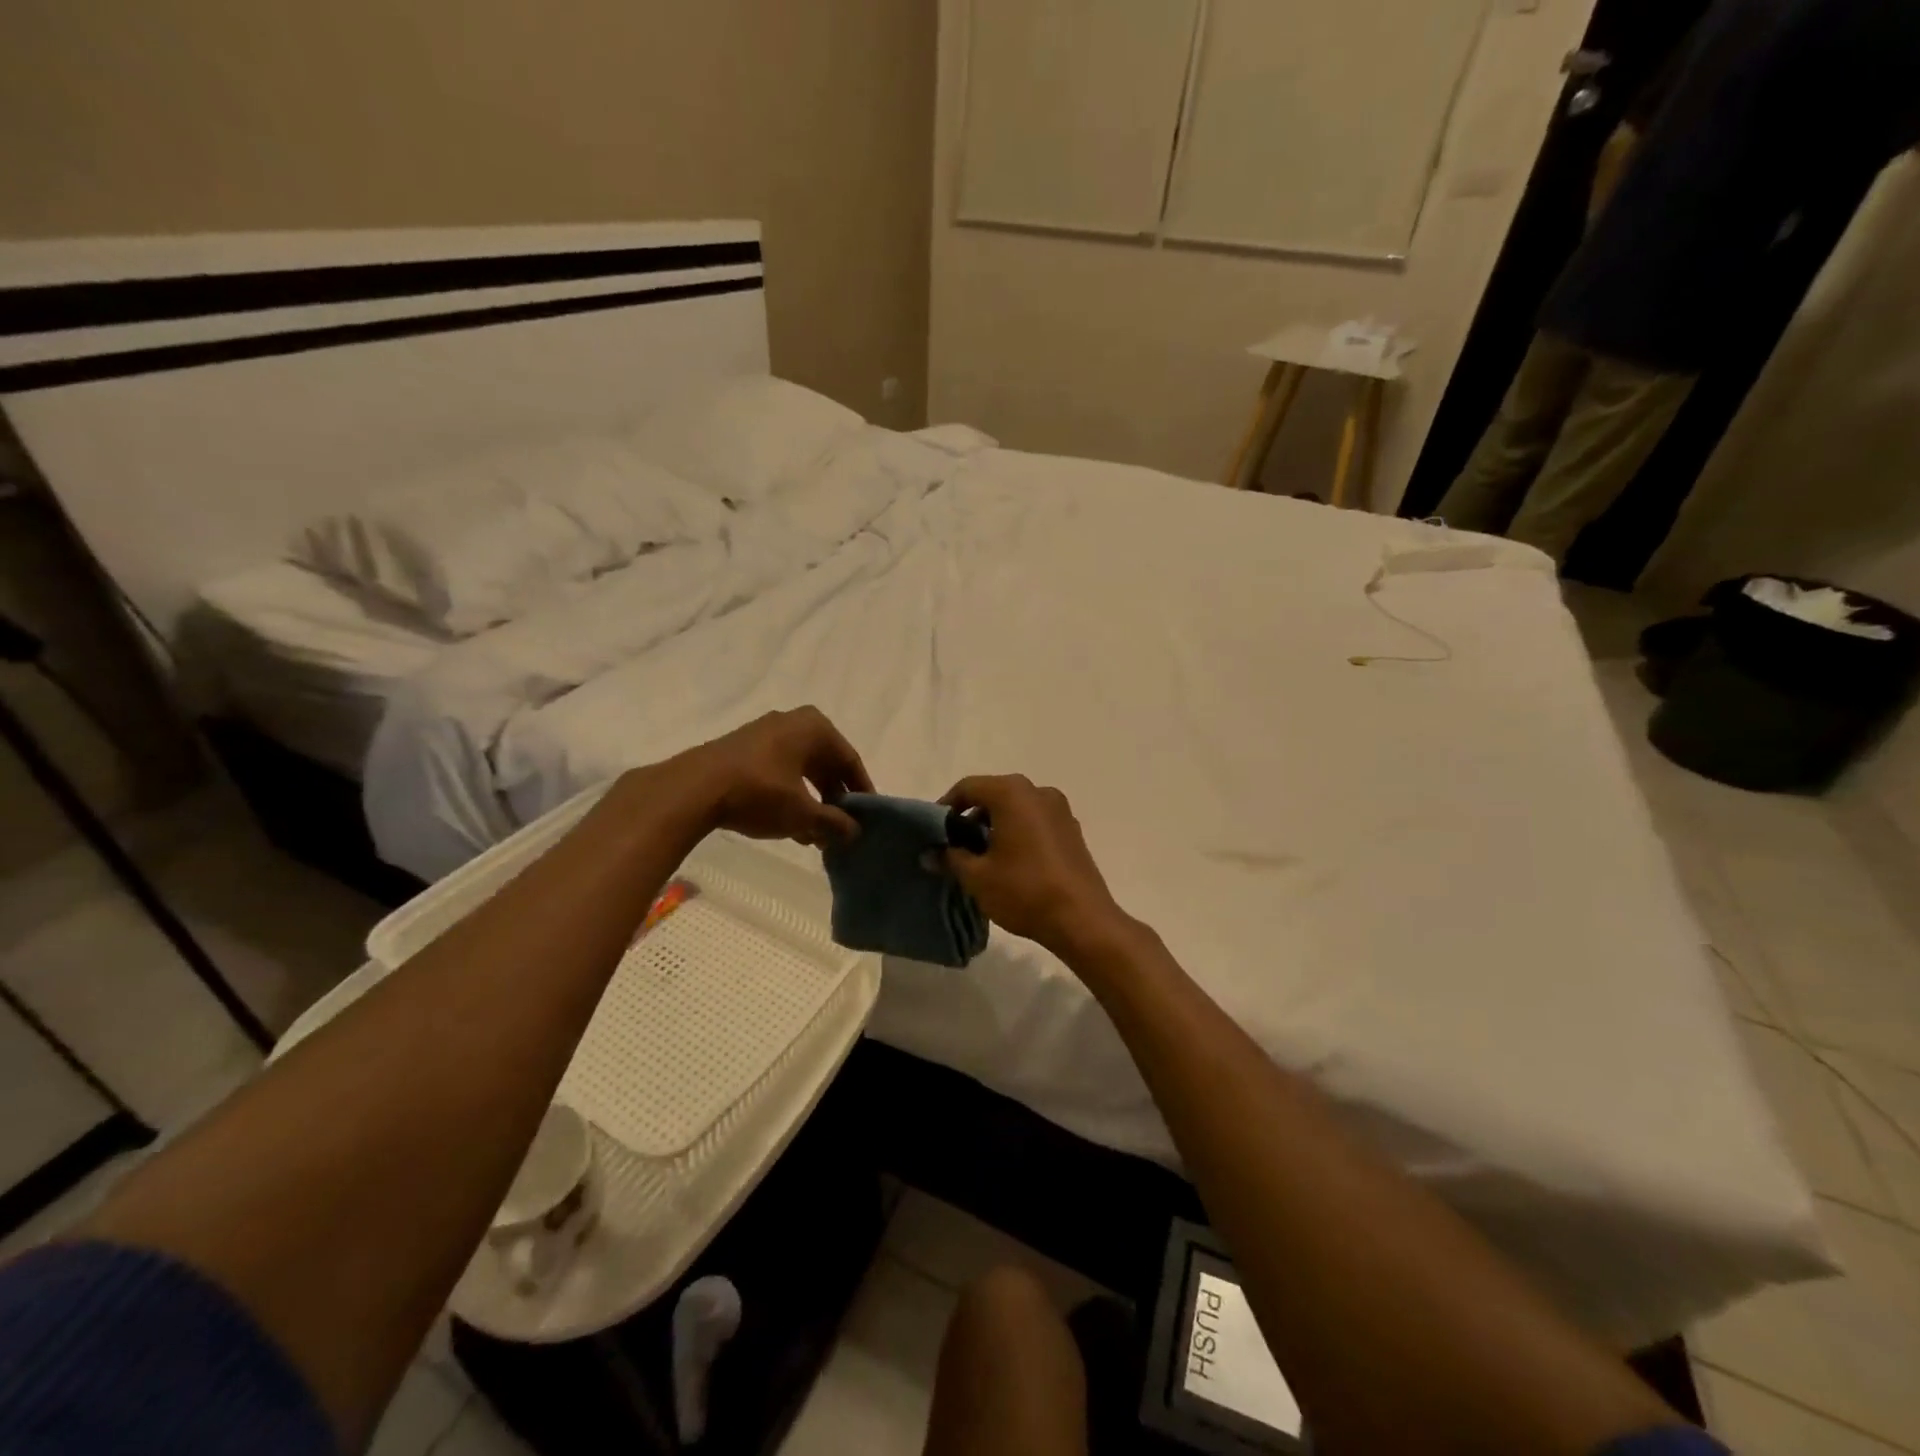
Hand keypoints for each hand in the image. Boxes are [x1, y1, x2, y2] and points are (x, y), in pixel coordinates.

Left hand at [675, 707, 872, 846]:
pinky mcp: (742, 748)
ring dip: (811, 800)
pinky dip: (789, 794)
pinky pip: (779, 769)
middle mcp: (792, 721)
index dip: (861, 791)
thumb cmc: (760, 793)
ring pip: (801, 769)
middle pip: (825, 763)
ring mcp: (764, 732)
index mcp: (815, 727)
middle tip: (840, 828)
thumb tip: (855, 832)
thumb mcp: (803, 813)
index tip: (867, 818)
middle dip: (834, 798)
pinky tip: (788, 823)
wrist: (693, 789)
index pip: (850, 760)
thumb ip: (834, 823)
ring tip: (814, 834)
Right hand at [940, 775, 1127, 955]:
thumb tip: (930, 854)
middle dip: (970, 817)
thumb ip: (950, 858)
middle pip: (993, 794)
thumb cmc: (1024, 890)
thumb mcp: (977, 877)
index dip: (946, 807)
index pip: (968, 787)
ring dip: (994, 825)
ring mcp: (1059, 809)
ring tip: (979, 857)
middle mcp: (1038, 791)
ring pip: (1016, 808)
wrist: (1082, 919)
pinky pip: (1035, 821)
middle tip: (954, 845)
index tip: (933, 832)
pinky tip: (1009, 862)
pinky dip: (1017, 832)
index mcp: (1012, 793)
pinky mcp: (1072, 830)